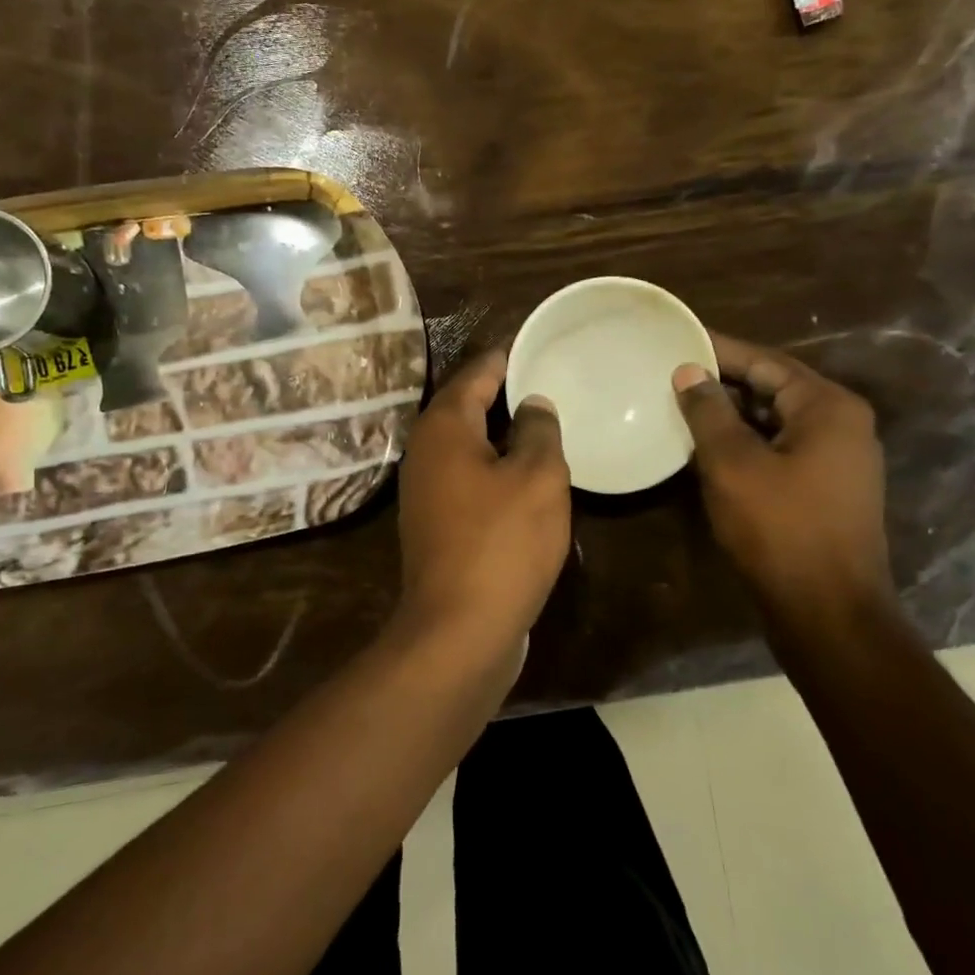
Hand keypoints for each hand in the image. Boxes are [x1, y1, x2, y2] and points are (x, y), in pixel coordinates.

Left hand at [395, 348, 571, 667]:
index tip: (537, 345)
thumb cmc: (502, 542)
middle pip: (466, 407)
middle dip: (504, 394)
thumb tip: (532, 403)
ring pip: (467, 445)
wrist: (459, 629)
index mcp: (444, 427)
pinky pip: (468, 478)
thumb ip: (538, 430)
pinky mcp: (434, 524)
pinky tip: (526, 478)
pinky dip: (494, 468)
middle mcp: (425, 451)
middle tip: (549, 382)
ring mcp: (424, 491)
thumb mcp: (537, 477)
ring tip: (544, 425)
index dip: (507, 357)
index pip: (477, 373)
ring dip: (501, 434)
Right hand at [673, 333, 893, 625]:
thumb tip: (690, 372)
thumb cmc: (780, 529)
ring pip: (775, 421)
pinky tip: (706, 448)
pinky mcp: (825, 490)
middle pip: (774, 388)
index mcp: (828, 407)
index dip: (720, 349)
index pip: (766, 361)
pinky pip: (780, 449)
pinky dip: (745, 443)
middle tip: (673, 371)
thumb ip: (709, 412)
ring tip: (681, 405)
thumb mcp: (733, 464)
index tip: (680, 338)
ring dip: (732, 414)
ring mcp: (838, 460)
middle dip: (724, 381)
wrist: (828, 613)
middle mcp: (842, 425)